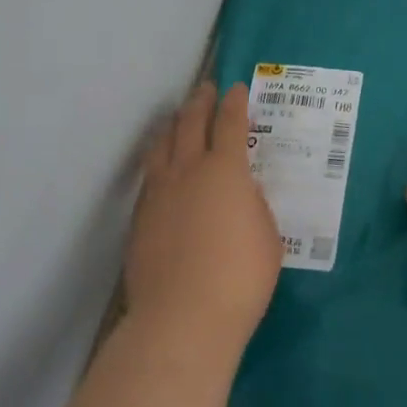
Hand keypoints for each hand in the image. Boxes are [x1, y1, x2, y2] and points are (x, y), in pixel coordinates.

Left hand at [126, 82, 281, 359]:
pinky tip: (162, 165)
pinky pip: (150, 174)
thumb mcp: (267, 235)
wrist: (182, 318)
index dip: (234, 103)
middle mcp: (188, 170)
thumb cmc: (239, 277)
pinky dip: (159, 158)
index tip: (236, 89)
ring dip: (173, 125)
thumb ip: (253, 205)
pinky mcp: (139, 217)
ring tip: (178, 118)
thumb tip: (239, 191)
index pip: (230, 123)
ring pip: (162, 145)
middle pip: (190, 123)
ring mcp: (158, 192)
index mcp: (226, 170)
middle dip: (200, 102)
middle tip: (205, 89)